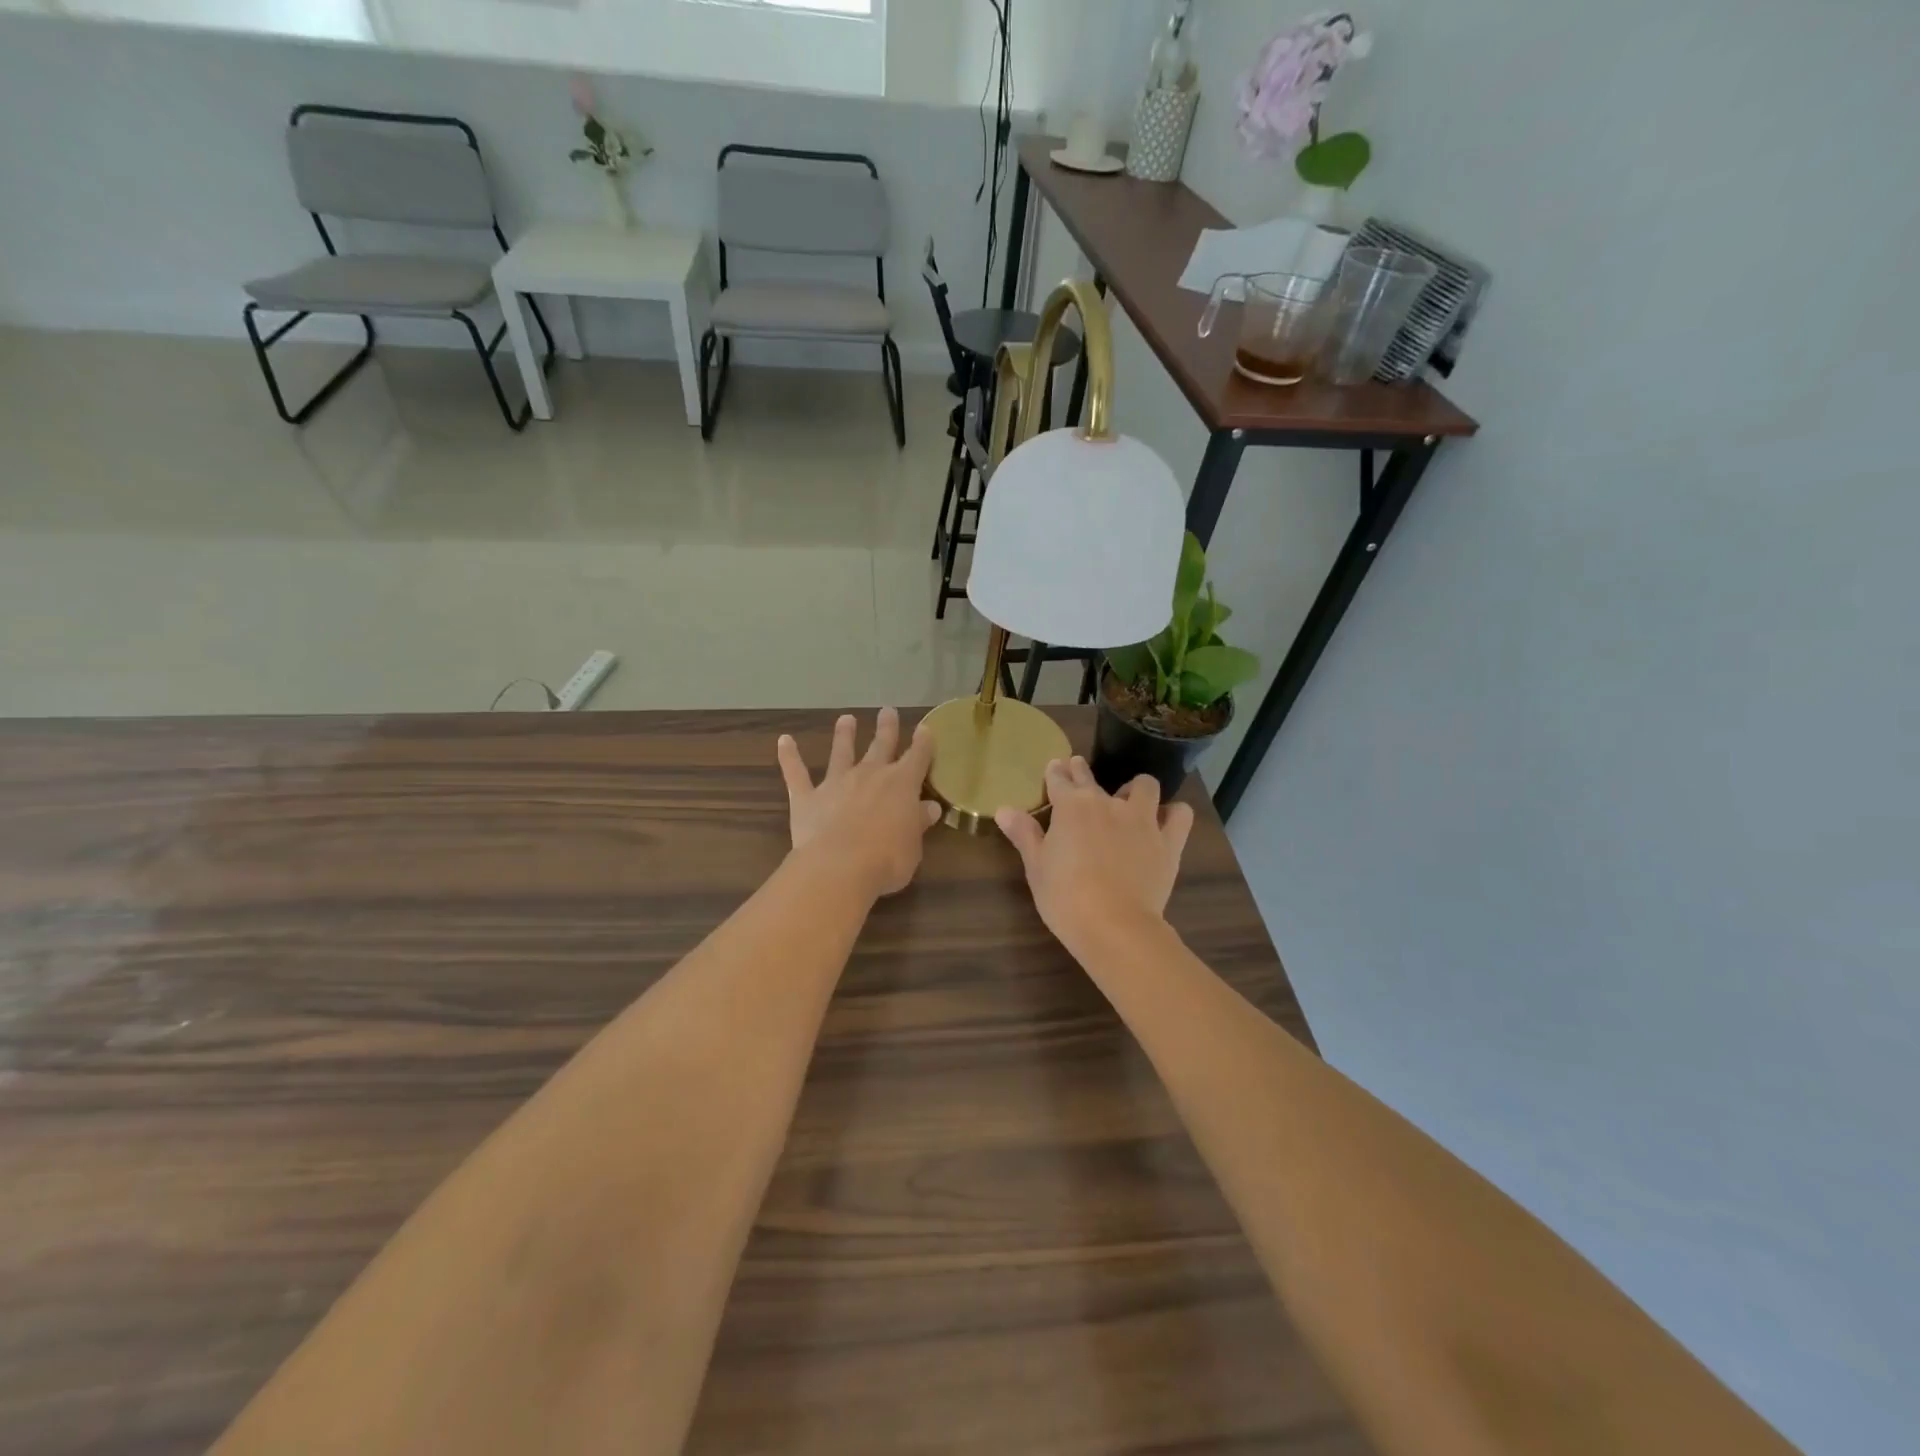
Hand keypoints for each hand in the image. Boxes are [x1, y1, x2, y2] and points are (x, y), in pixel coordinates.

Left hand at [777, 709, 941, 899]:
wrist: (839, 867)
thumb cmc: (887, 860)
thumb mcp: (913, 845)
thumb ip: (918, 823)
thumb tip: (930, 807)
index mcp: (902, 785)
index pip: (917, 757)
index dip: (923, 743)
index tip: (925, 728)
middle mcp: (870, 775)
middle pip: (881, 745)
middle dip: (886, 728)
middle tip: (887, 710)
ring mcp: (837, 783)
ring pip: (842, 752)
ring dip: (844, 735)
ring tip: (846, 719)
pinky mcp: (808, 797)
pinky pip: (796, 773)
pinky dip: (789, 756)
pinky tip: (783, 741)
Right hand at [995, 757, 1194, 953]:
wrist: (1114, 926)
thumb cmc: (1065, 897)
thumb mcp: (1036, 866)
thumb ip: (1023, 834)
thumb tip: (1003, 809)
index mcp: (1071, 807)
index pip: (1059, 780)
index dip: (1055, 772)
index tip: (1055, 767)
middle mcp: (1107, 803)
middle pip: (1092, 778)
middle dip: (1082, 772)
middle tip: (1078, 770)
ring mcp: (1142, 820)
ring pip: (1144, 786)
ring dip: (1135, 789)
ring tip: (1128, 800)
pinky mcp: (1168, 841)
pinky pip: (1179, 815)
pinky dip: (1173, 814)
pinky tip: (1165, 821)